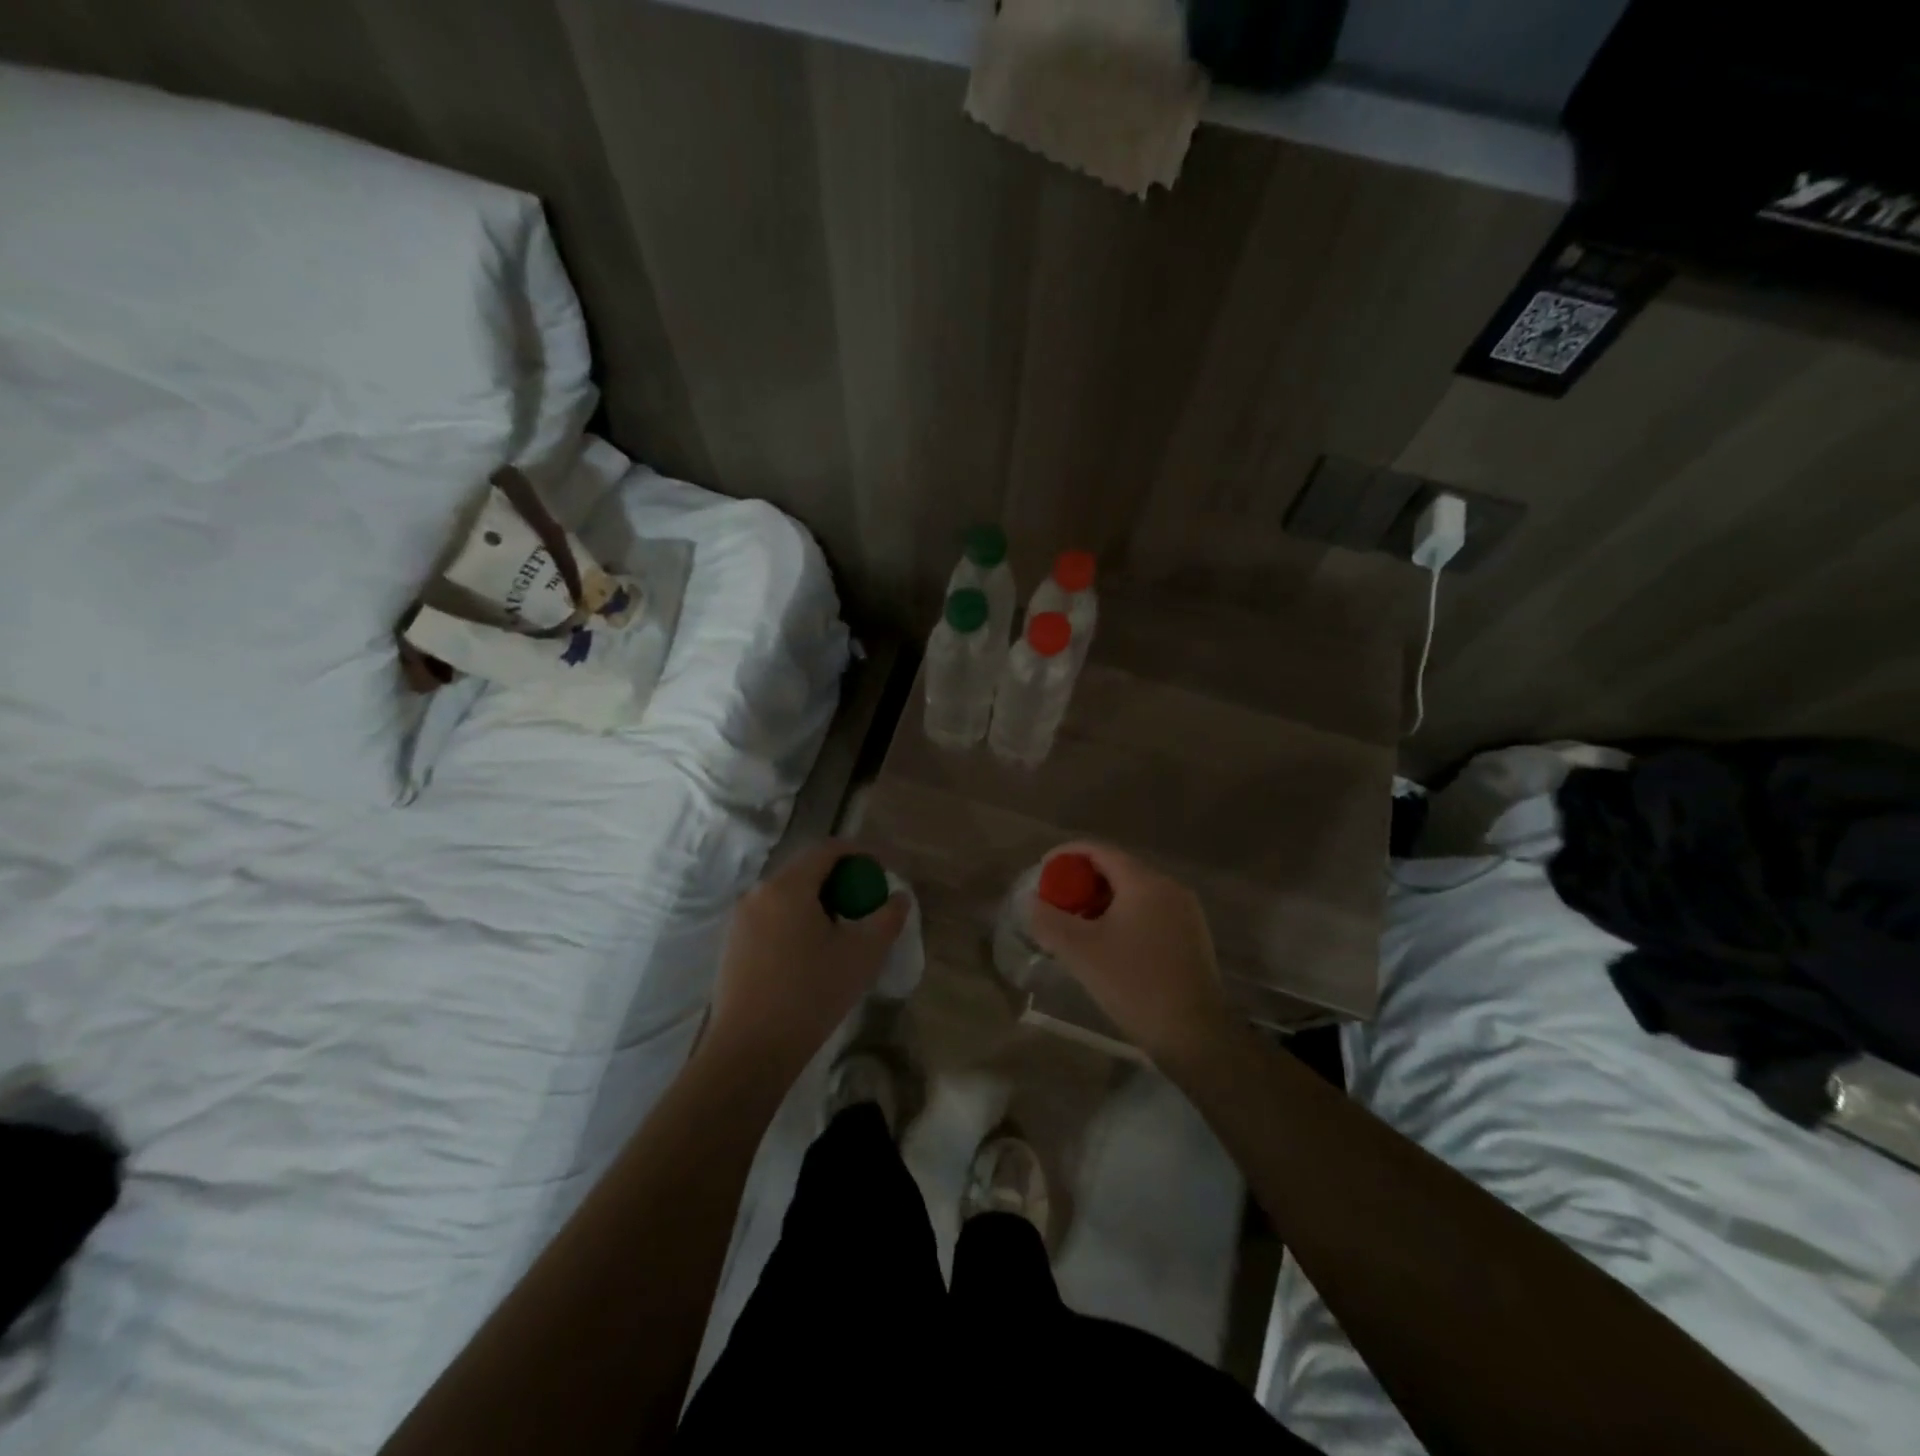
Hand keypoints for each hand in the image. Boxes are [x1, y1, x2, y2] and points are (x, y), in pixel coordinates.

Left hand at [703, 840, 909, 1090]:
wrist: (750, 1051)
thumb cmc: (811, 995)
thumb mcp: (862, 955)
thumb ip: (887, 918)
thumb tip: (899, 897)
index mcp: (787, 887)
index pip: (827, 850)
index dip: (859, 853)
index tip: (882, 869)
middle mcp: (758, 893)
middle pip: (806, 870)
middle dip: (840, 878)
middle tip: (865, 901)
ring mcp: (740, 919)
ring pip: (787, 894)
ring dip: (818, 900)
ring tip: (842, 928)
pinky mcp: (733, 943)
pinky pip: (771, 915)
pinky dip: (796, 918)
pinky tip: (811, 951)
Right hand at [1027, 842, 1230, 1068]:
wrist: (1195, 1035)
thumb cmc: (1135, 985)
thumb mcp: (1081, 952)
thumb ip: (1049, 920)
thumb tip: (1033, 901)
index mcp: (1145, 882)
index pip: (1099, 850)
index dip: (1066, 855)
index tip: (1043, 871)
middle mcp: (1169, 887)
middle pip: (1117, 869)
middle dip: (1082, 881)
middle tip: (1057, 903)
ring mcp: (1185, 912)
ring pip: (1134, 892)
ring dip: (1102, 901)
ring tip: (1078, 926)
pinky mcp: (1192, 935)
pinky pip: (1150, 911)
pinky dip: (1123, 916)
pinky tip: (1108, 944)